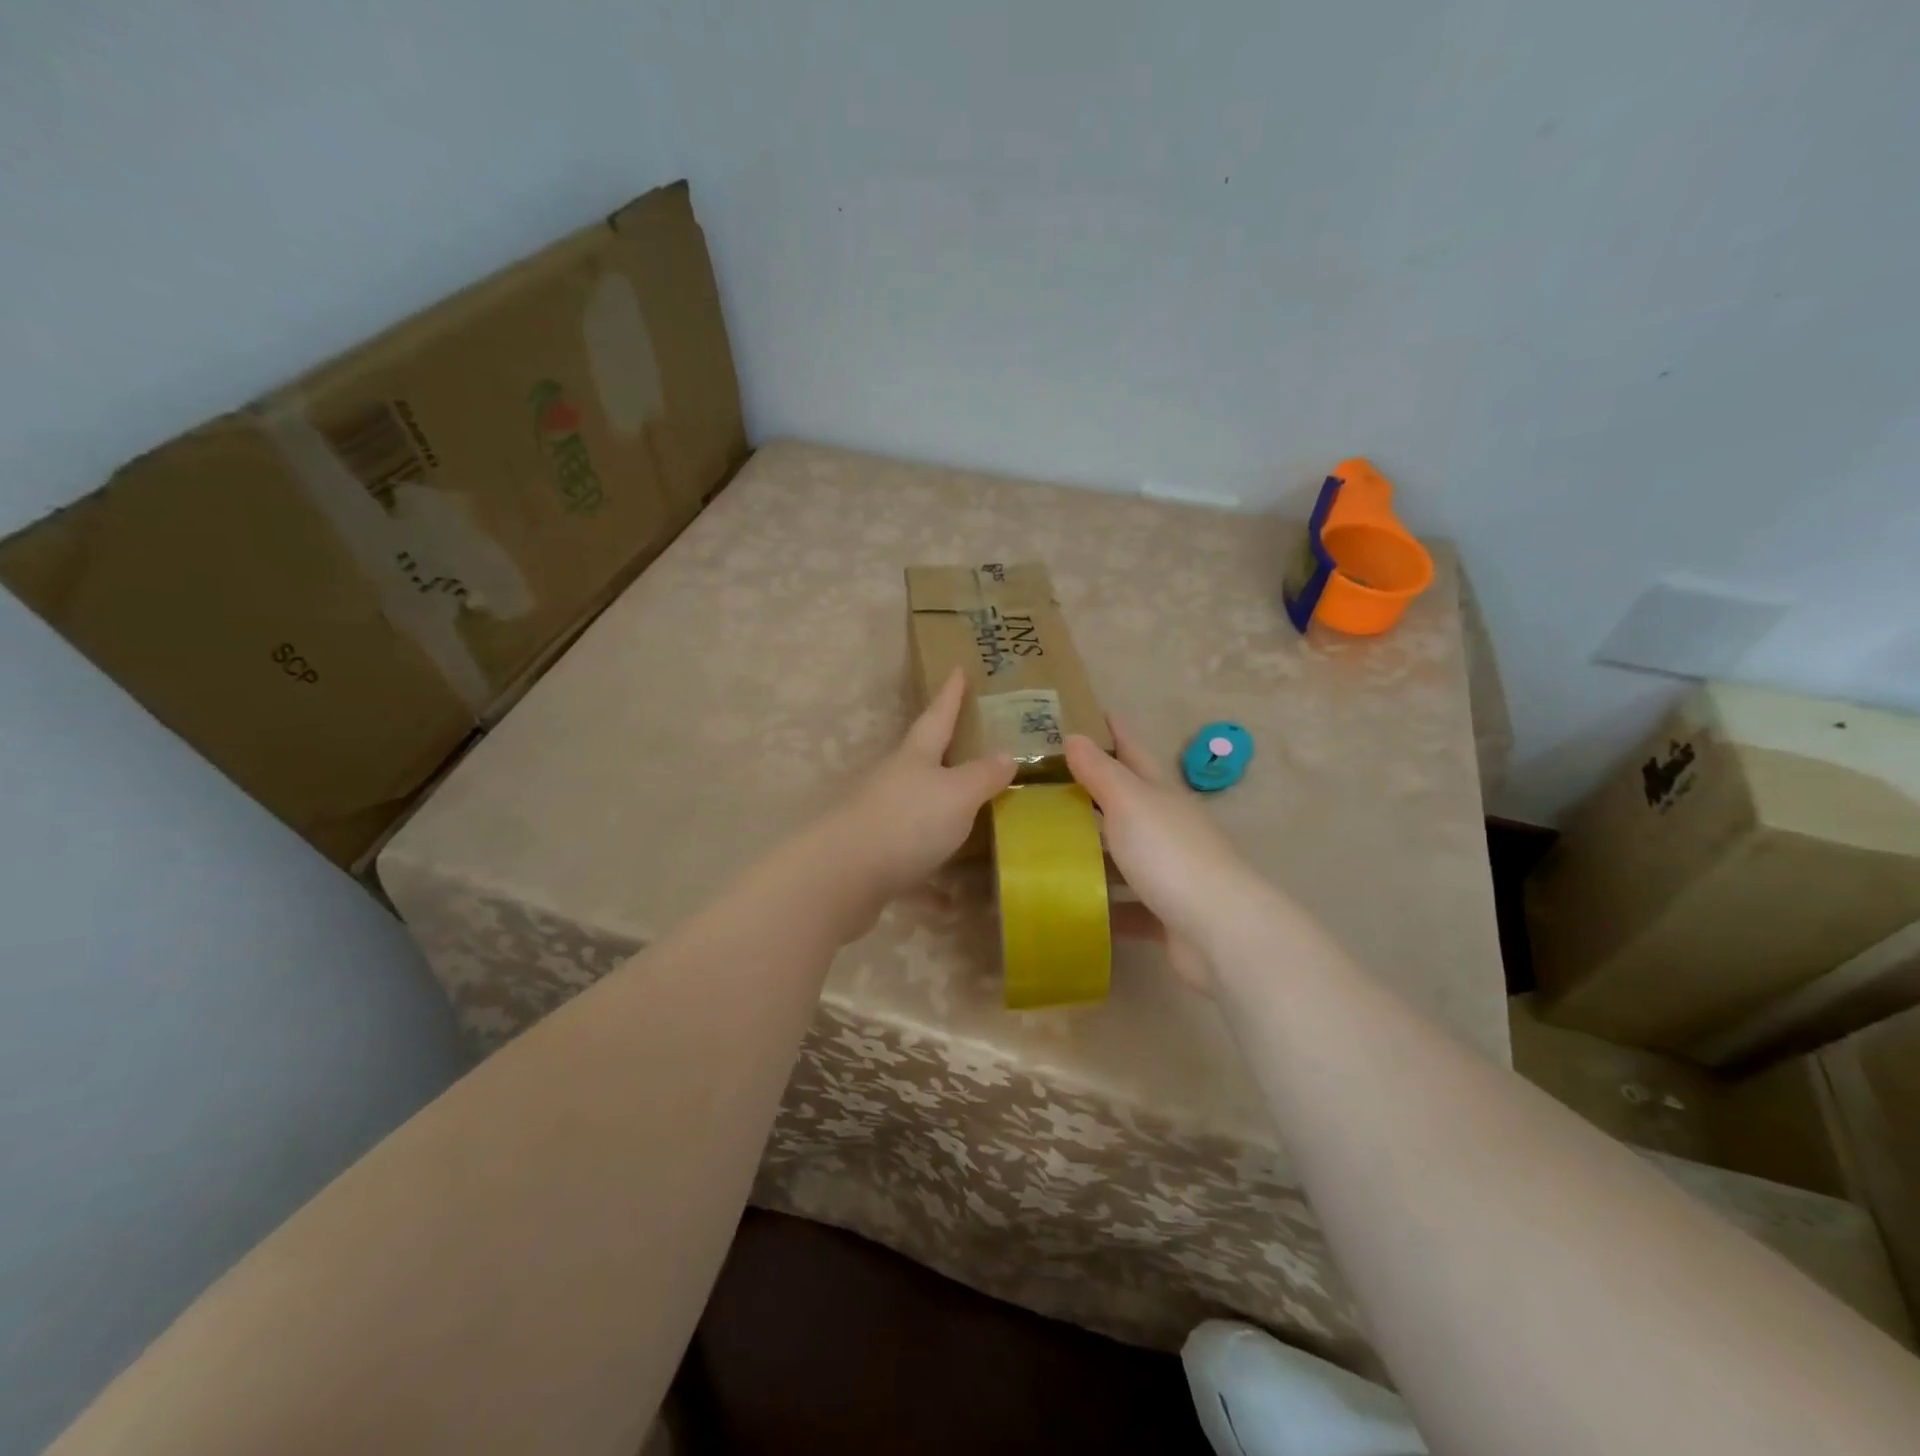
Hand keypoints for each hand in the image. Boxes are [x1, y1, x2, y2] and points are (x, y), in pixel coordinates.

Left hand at [823, 668, 1015, 933]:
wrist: (842, 878)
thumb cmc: (907, 822)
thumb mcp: (957, 794)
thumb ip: (983, 776)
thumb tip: (1006, 755)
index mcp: (914, 758)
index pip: (937, 716)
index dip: (951, 694)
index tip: (958, 669)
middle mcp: (894, 784)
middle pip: (924, 763)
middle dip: (947, 756)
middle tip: (975, 749)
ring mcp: (880, 822)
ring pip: (917, 815)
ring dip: (941, 822)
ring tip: (974, 827)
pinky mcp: (873, 862)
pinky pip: (911, 869)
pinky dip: (930, 882)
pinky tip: (950, 901)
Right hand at [1066, 720, 1270, 988]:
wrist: (1220, 931)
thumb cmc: (1170, 855)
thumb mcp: (1130, 803)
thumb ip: (1100, 772)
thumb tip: (1075, 735)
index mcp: (1160, 795)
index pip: (1132, 752)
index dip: (1113, 731)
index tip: (1088, 712)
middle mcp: (1167, 827)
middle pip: (1126, 802)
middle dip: (1092, 790)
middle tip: (1046, 782)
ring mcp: (1169, 871)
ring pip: (1123, 853)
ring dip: (1093, 848)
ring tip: (1046, 843)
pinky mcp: (1164, 913)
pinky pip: (1125, 904)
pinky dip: (1102, 902)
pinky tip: (1071, 903)